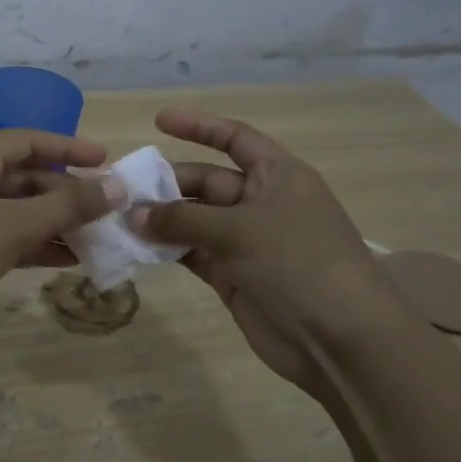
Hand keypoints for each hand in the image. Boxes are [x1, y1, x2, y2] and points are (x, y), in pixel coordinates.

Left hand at [0, 130, 113, 354]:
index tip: (108, 160)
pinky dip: (35, 245)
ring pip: (16, 210)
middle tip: (108, 209)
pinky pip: (5, 237)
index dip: (69, 147)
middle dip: (66, 192)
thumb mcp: (12, 226)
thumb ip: (66, 206)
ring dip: (55, 222)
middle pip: (24, 176)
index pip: (27, 140)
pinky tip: (69, 259)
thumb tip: (116, 187)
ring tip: (98, 237)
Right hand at [131, 109, 392, 397]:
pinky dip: (168, 250)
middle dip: (168, 183)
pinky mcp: (233, 276)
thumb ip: (183, 219)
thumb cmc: (299, 263)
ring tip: (120, 219)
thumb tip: (133, 214)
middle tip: (123, 190)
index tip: (158, 121)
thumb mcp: (241, 230)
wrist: (340, 340)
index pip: (235, 139)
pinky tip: (137, 247)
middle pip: (207, 181)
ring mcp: (246, 242)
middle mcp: (261, 203)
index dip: (199, 127)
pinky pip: (193, 253)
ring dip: (162, 220)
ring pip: (195, 220)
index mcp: (278, 176)